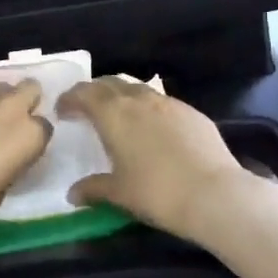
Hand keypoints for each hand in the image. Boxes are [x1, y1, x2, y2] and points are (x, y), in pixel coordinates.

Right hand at [59, 78, 247, 242]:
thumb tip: (72, 194)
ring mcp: (167, 102)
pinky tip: (154, 129)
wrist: (215, 194)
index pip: (83, 93)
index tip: (62, 110)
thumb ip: (93, 189)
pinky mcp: (191, 111)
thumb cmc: (157, 192)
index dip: (70, 99)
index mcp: (113, 113)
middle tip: (86, 108)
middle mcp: (138, 99)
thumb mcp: (119, 194)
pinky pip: (161, 102)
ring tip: (119, 115)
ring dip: (122, 96)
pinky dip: (148, 108)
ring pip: (137, 88)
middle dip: (94, 92)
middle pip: (109, 83)